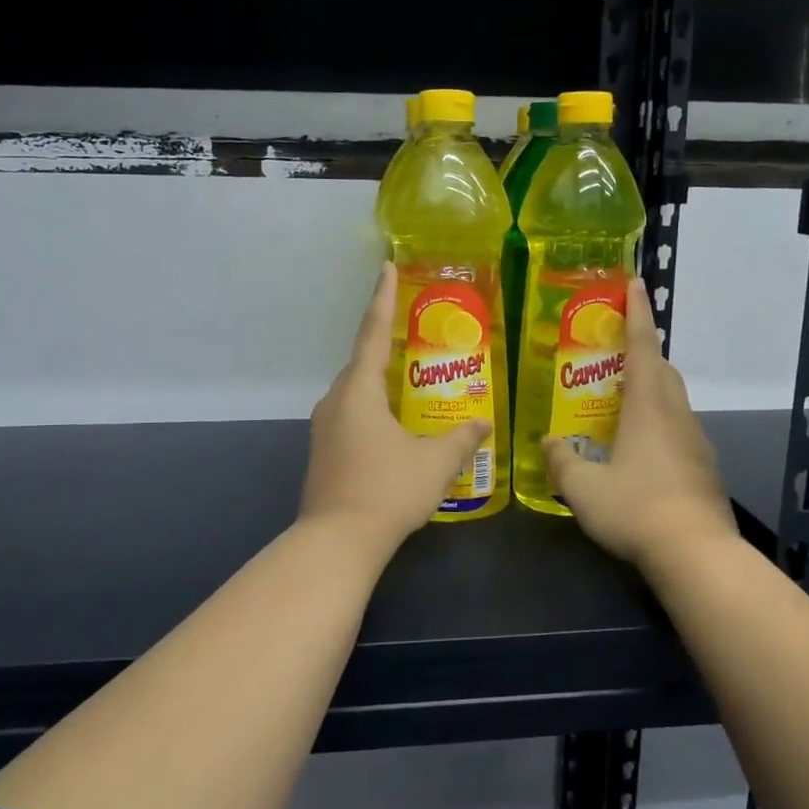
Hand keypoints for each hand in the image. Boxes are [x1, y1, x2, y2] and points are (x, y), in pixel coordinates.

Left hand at [299, 262, 491, 548]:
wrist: (337, 542)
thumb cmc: (387, 491)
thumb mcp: (435, 463)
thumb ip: (461, 439)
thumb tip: (484, 424)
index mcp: (359, 390)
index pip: (372, 332)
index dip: (382, 298)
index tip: (385, 266)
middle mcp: (335, 401)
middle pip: (363, 363)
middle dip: (387, 345)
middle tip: (415, 333)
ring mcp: (324, 428)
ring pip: (356, 392)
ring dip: (381, 382)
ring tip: (411, 380)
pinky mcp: (323, 452)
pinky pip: (352, 415)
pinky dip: (374, 408)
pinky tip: (395, 425)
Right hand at [545, 280, 737, 571]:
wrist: (696, 552)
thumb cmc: (636, 508)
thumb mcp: (583, 487)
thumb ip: (562, 460)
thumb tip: (550, 442)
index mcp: (648, 406)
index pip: (643, 346)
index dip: (638, 312)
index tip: (636, 283)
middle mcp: (676, 414)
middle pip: (662, 369)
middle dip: (642, 352)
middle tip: (613, 354)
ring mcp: (695, 440)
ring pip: (673, 399)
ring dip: (651, 389)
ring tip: (621, 402)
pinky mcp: (704, 466)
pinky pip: (678, 428)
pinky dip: (659, 422)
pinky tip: (639, 450)